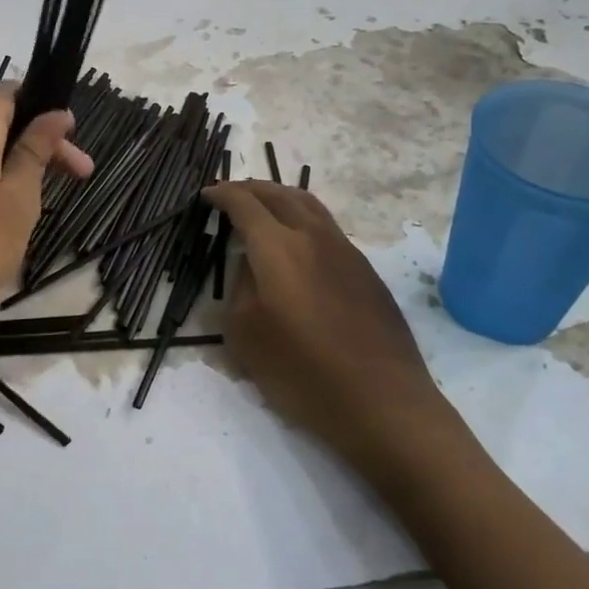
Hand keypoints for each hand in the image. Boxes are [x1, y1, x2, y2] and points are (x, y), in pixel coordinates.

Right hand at [205, 180, 451, 467]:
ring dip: (281, 197)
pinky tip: (298, 241)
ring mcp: (346, 251)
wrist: (382, 401)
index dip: (223, 195)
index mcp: (279, 247)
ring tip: (264, 205)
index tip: (207, 195)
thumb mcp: (246, 335)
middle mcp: (314, 237)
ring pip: (310, 205)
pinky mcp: (366, 271)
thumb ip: (241, 288)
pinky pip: (327, 227)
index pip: (245, 204)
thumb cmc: (302, 372)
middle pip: (280, 194)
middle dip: (251, 188)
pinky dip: (303, 218)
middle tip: (231, 192)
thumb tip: (252, 265)